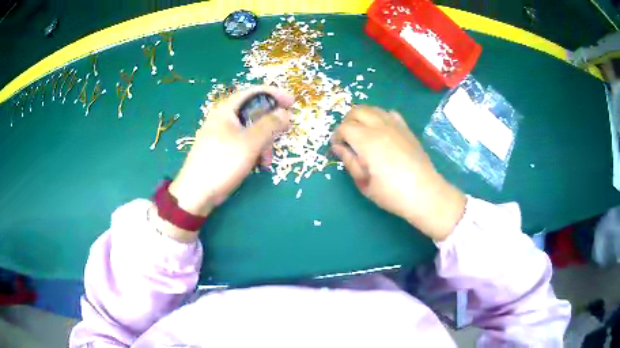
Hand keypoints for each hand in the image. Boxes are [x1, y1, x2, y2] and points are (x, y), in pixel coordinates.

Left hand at [168, 86, 293, 218]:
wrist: (197, 193)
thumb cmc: (222, 162)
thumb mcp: (250, 142)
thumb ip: (270, 125)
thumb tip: (286, 113)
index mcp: (227, 109)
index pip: (254, 92)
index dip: (275, 94)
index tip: (293, 103)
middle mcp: (224, 118)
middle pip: (253, 111)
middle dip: (271, 123)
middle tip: (285, 131)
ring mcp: (222, 134)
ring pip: (250, 129)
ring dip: (264, 141)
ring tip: (268, 159)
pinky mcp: (223, 149)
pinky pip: (244, 142)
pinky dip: (255, 150)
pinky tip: (259, 164)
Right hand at [332, 106, 465, 240]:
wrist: (424, 193)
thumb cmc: (392, 193)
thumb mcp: (364, 183)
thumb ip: (349, 162)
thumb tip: (339, 147)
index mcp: (367, 141)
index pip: (344, 127)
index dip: (337, 136)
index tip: (338, 148)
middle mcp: (380, 127)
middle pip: (357, 111)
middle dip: (347, 122)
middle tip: (347, 138)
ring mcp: (395, 126)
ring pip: (373, 109)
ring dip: (362, 117)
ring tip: (362, 133)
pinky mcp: (406, 129)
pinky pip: (389, 113)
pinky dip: (380, 117)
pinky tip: (381, 130)